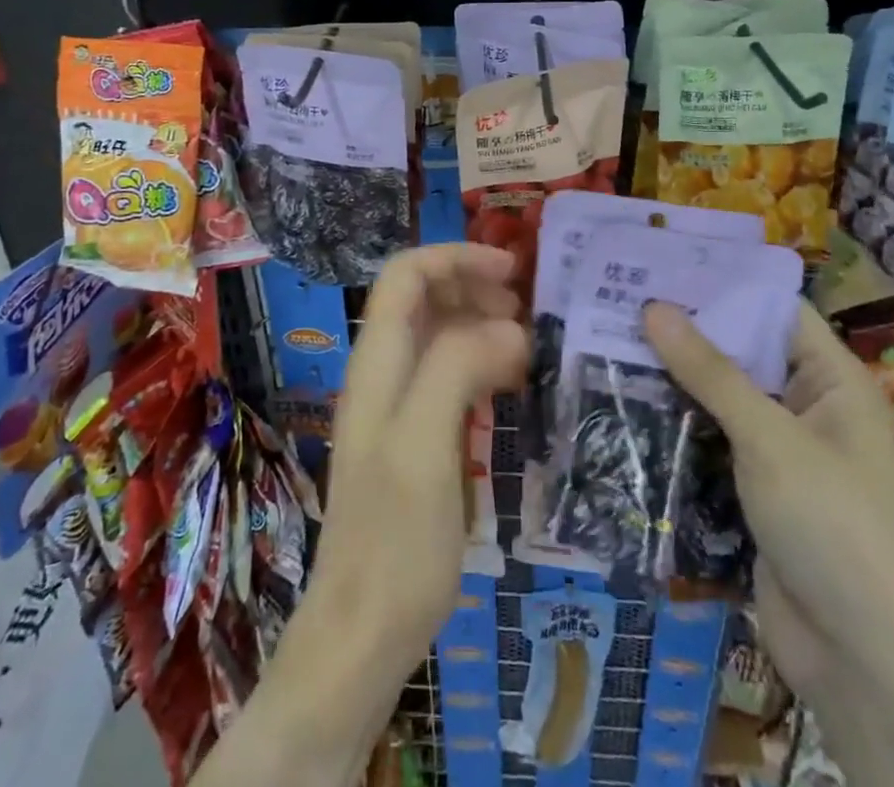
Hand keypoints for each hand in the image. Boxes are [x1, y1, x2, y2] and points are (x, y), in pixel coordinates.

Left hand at [309, 244, 529, 676]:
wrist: (363, 636)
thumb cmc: (394, 541)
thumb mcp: (424, 446)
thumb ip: (457, 369)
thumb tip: (510, 327)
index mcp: (377, 363)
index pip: (406, 274)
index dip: (455, 257)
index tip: (512, 270)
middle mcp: (383, 373)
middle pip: (423, 297)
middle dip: (474, 286)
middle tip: (528, 310)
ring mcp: (398, 407)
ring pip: (439, 335)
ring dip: (481, 324)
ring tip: (530, 344)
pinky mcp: (416, 439)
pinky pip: (450, 377)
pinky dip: (482, 364)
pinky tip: (513, 384)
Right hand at [642, 303, 893, 697]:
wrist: (866, 666)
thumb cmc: (834, 528)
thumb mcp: (769, 439)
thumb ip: (710, 372)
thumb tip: (653, 306)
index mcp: (834, 381)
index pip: (774, 310)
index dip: (722, 284)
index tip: (661, 262)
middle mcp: (810, 407)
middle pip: (743, 352)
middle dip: (687, 330)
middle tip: (620, 297)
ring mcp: (782, 452)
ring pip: (723, 398)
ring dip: (675, 377)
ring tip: (609, 339)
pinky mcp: (756, 491)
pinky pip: (713, 441)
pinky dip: (677, 423)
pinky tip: (625, 401)